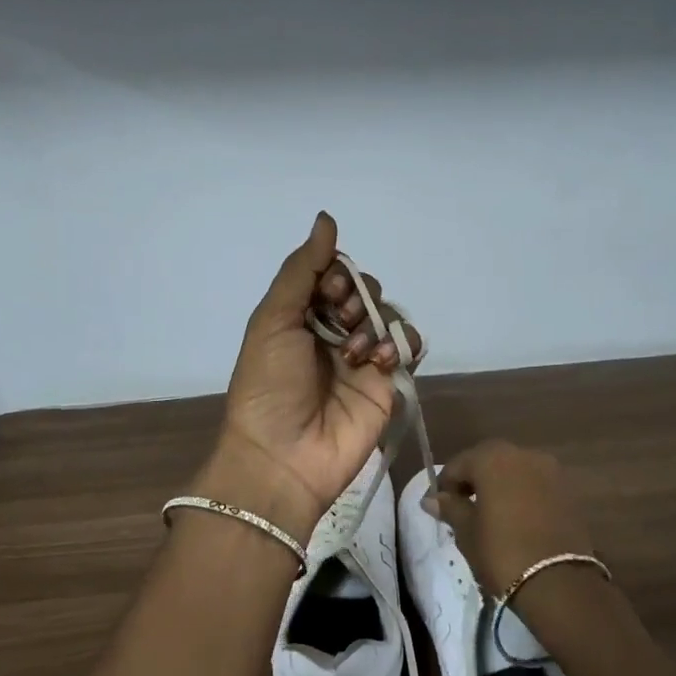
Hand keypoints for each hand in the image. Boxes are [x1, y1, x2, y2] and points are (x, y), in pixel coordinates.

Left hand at [205, 213, 417, 541]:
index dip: (337, 276)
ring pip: (387, 316)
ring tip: (357, 352)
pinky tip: (382, 362)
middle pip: (363, 292)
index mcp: (300, 317)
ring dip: (376, 323)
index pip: (332, 276)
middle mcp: (331, 334)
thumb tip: (327, 218)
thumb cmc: (269, 386)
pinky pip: (407, 348)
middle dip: (357, 298)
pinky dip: (401, 346)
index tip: (328, 292)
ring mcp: (361, 360)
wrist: (284, 456)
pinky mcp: (387, 385)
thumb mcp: (273, 319)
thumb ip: (302, 270)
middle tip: (341, 321)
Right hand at [427, 441, 598, 601]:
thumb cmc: (502, 553)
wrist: (559, 583)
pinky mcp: (568, 490)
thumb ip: (451, 508)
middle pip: (490, 461)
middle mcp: (523, 454)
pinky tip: (516, 518)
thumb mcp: (468, 532)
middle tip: (463, 507)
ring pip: (515, 471)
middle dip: (474, 479)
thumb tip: (432, 499)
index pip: (459, 464)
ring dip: (500, 485)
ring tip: (490, 514)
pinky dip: (522, 494)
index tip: (438, 506)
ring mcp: (550, 470)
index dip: (445, 484)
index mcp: (493, 459)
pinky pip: (536, 484)